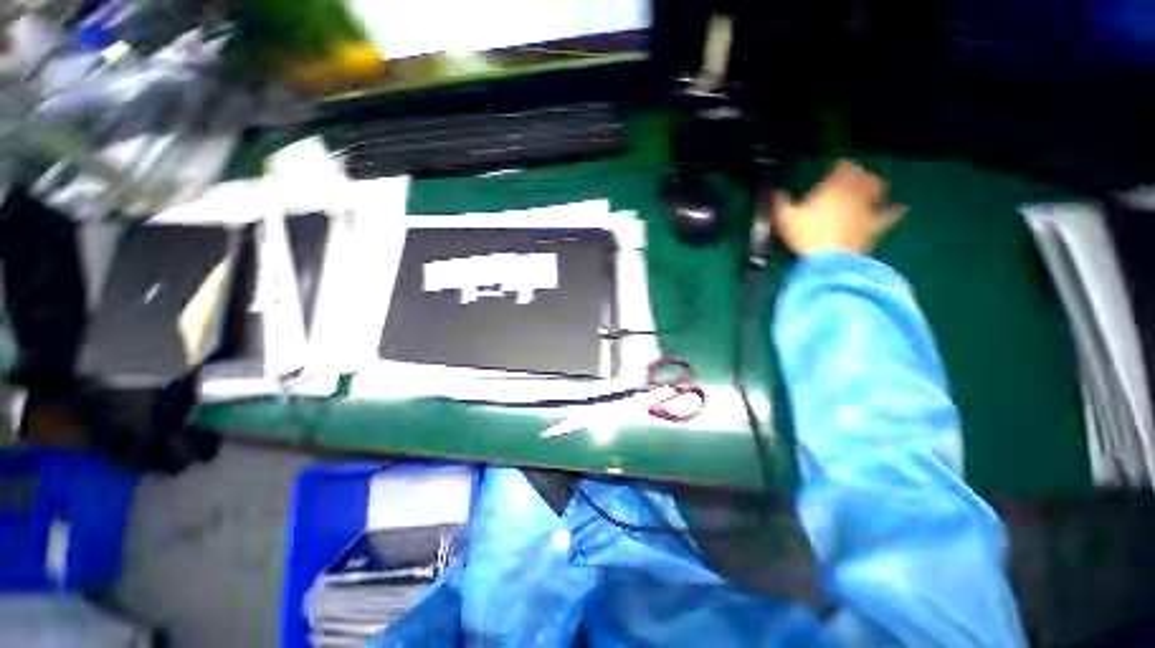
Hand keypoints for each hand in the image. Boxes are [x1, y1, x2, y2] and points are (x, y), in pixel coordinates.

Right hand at [773, 160, 905, 256]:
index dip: (841, 165)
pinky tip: (901, 208)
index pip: (843, 167)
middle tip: (854, 176)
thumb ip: (780, 203)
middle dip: (860, 174)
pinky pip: (890, 215)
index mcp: (834, 187)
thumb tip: (774, 192)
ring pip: (878, 190)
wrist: (830, 259)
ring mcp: (867, 208)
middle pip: (864, 176)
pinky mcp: (875, 225)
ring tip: (874, 186)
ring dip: (876, 186)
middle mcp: (855, 192)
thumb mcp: (784, 218)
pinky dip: (895, 211)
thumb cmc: (806, 234)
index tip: (836, 166)